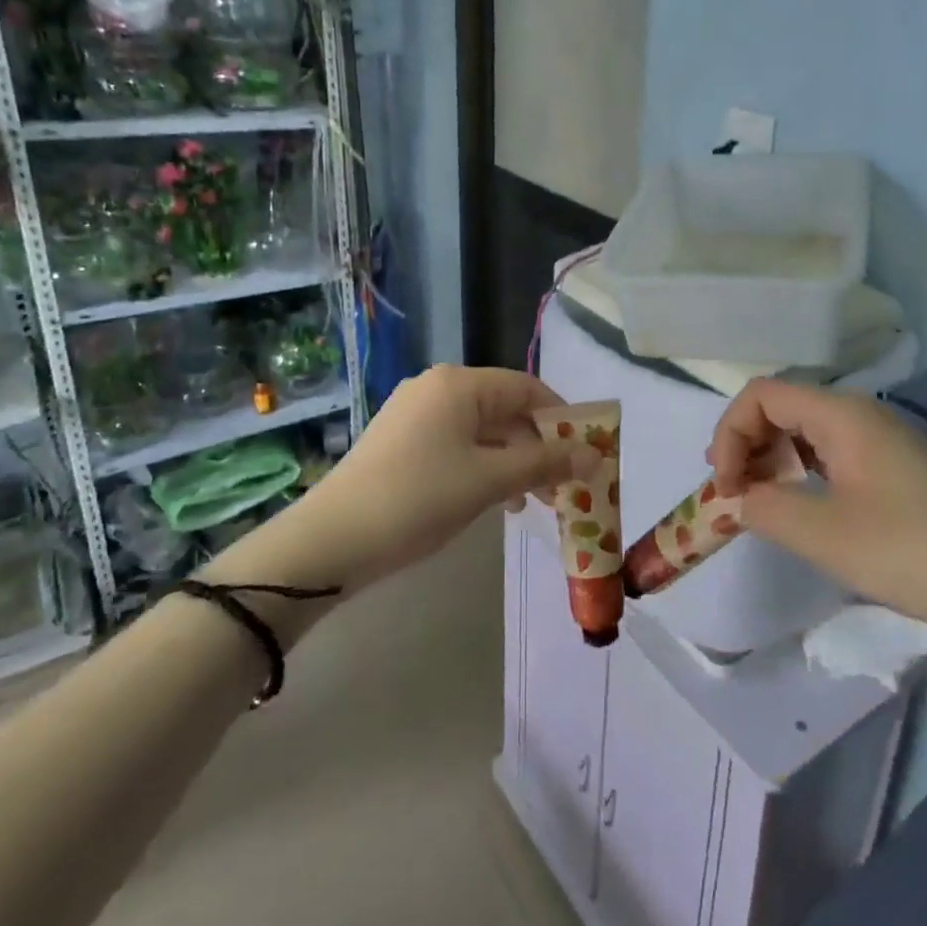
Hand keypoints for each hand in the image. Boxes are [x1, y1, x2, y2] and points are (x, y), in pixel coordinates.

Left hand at [209, 366, 598, 599]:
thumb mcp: (489, 481)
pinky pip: (457, 444)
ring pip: (482, 430)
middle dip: (538, 446)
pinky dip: (483, 467)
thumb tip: (595, 456)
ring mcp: (415, 414)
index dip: (562, 418)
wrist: (332, 541)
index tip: (586, 452)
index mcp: (459, 384)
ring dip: (513, 461)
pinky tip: (495, 500)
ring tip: (532, 501)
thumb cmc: (419, 498)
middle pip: (505, 409)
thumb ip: (544, 464)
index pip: (527, 388)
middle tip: (563, 486)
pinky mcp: (401, 441)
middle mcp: (437, 388)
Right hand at [707, 379, 926, 648]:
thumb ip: (765, 508)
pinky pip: (827, 451)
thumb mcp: (823, 534)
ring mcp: (878, 438)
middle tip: (732, 496)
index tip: (725, 487)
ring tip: (755, 501)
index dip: (730, 433)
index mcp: (841, 414)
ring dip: (770, 459)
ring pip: (803, 430)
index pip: (761, 395)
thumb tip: (737, 499)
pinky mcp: (890, 465)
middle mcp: (858, 413)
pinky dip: (798, 470)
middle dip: (745, 445)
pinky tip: (796, 504)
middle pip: (780, 407)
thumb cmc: (910, 552)